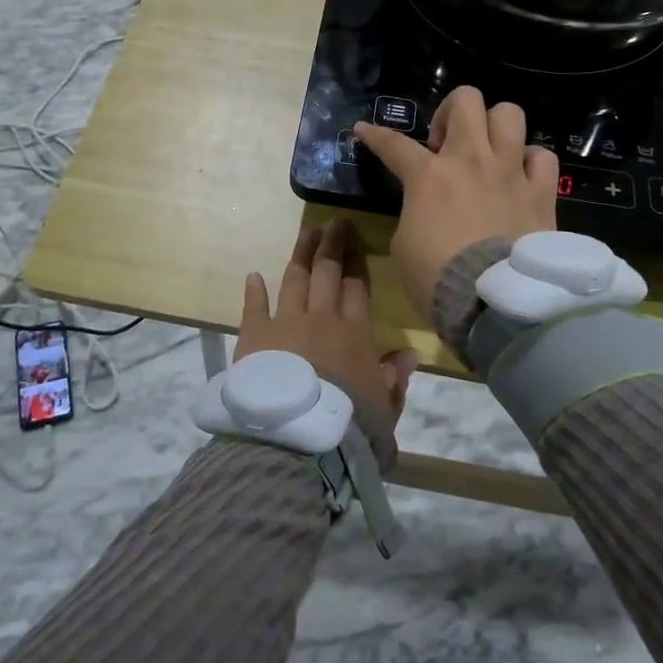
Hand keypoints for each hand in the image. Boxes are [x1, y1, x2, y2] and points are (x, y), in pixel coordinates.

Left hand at [235, 220, 415, 466]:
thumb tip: (409, 354)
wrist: (296, 440)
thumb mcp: (384, 409)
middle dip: (332, 245)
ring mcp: (285, 323)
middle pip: (327, 272)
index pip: (357, 288)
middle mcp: (321, 318)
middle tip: (335, 223)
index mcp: (354, 333)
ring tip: (307, 233)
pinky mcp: (254, 336)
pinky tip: (254, 276)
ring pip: (295, 279)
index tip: (357, 242)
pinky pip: (254, 306)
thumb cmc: (347, 426)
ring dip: (301, 254)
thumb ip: (395, 379)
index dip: (357, 263)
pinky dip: (254, 290)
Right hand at [354, 88, 557, 324]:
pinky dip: (530, 161)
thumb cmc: (436, 277)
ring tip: (485, 152)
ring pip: (509, 114)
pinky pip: (542, 156)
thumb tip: (425, 209)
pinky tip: (520, 177)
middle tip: (443, 144)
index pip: (393, 144)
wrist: (494, 302)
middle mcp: (471, 160)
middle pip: (466, 100)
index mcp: (428, 175)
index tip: (363, 129)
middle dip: (450, 112)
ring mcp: (510, 172)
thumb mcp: (404, 245)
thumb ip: (414, 213)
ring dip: (494, 127)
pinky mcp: (541, 192)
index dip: (374, 135)